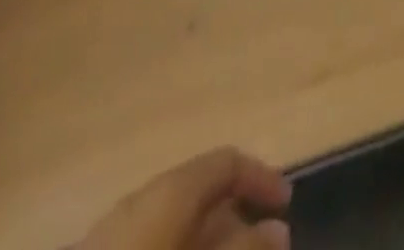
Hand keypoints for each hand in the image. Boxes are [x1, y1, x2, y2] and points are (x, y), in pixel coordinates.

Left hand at [77, 147, 290, 249]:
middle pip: (202, 196)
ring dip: (209, 244)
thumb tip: (279, 228)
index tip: (286, 208)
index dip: (261, 178)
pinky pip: (154, 245)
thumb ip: (244, 248)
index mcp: (172, 190)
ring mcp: (117, 234)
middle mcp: (146, 200)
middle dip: (235, 224)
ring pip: (178, 228)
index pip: (227, 161)